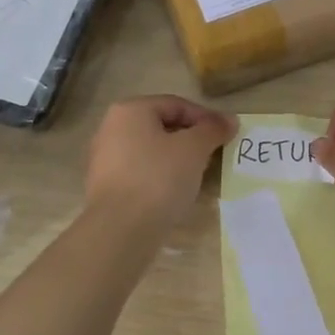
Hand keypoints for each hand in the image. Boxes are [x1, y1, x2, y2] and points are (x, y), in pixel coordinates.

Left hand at [84, 95, 235, 232]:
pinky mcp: (105, 186)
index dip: (206, 118)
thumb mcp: (194, 149)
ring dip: (176, 159)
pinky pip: (140, 172)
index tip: (226, 136)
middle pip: (162, 126)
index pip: (176, 105)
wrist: (120, 230)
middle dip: (191, 139)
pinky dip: (160, 176)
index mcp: (130, 110)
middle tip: (214, 155)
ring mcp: (104, 158)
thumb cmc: (159, 178)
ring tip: (198, 174)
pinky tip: (175, 192)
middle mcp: (112, 127)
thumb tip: (230, 120)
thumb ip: (213, 130)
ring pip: (151, 150)